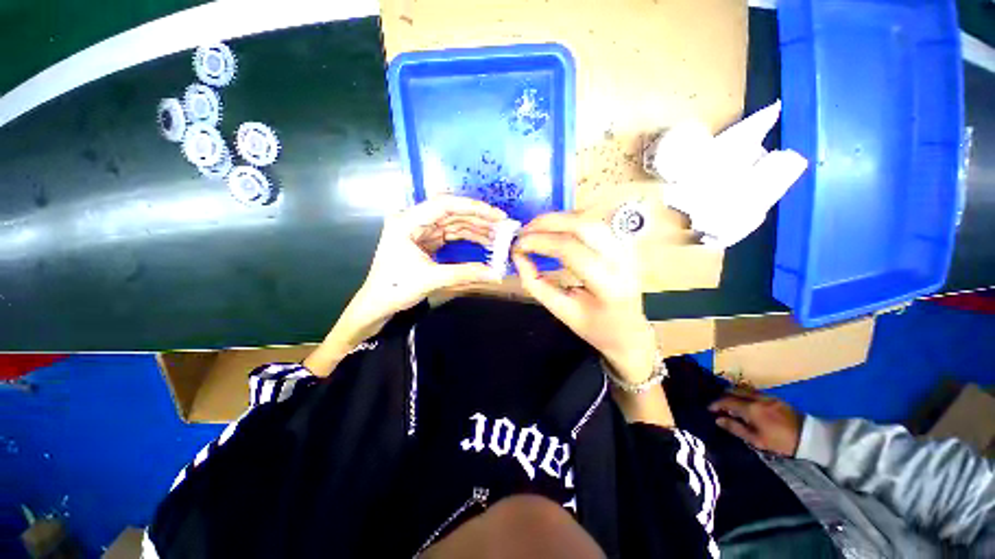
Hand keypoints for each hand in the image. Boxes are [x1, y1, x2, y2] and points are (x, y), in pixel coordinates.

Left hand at [305, 196, 506, 376]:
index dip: (474, 208)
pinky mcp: (425, 240)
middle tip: (503, 227)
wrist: (376, 304)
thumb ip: (465, 273)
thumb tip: (496, 273)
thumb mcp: (432, 279)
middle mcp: (413, 220)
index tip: (497, 216)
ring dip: (475, 228)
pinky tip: (483, 241)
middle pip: (451, 212)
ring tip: (498, 236)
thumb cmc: (395, 289)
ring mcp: (419, 230)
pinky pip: (450, 234)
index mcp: (407, 221)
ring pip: (453, 223)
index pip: (445, 205)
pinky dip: (467, 238)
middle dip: (478, 219)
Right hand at [512, 212, 655, 382]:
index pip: (570, 250)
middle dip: (547, 223)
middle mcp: (622, 260)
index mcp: (607, 285)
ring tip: (536, 228)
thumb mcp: (560, 311)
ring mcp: (627, 249)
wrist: (629, 332)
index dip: (540, 242)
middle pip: (583, 225)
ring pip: (590, 219)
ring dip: (558, 219)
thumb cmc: (594, 327)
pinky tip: (556, 228)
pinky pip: (595, 222)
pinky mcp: (625, 244)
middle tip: (523, 230)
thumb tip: (518, 256)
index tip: (517, 245)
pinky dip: (571, 220)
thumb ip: (535, 283)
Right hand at [709, 387, 801, 455]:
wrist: (809, 438)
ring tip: (730, 402)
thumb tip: (718, 419)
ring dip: (734, 394)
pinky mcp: (775, 398)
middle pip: (734, 391)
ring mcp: (766, 396)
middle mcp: (756, 398)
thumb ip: (736, 428)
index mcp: (750, 409)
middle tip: (718, 404)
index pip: (726, 401)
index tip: (708, 409)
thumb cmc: (780, 442)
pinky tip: (746, 402)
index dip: (715, 404)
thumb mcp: (756, 440)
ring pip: (744, 390)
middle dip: (723, 396)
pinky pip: (754, 392)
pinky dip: (745, 395)